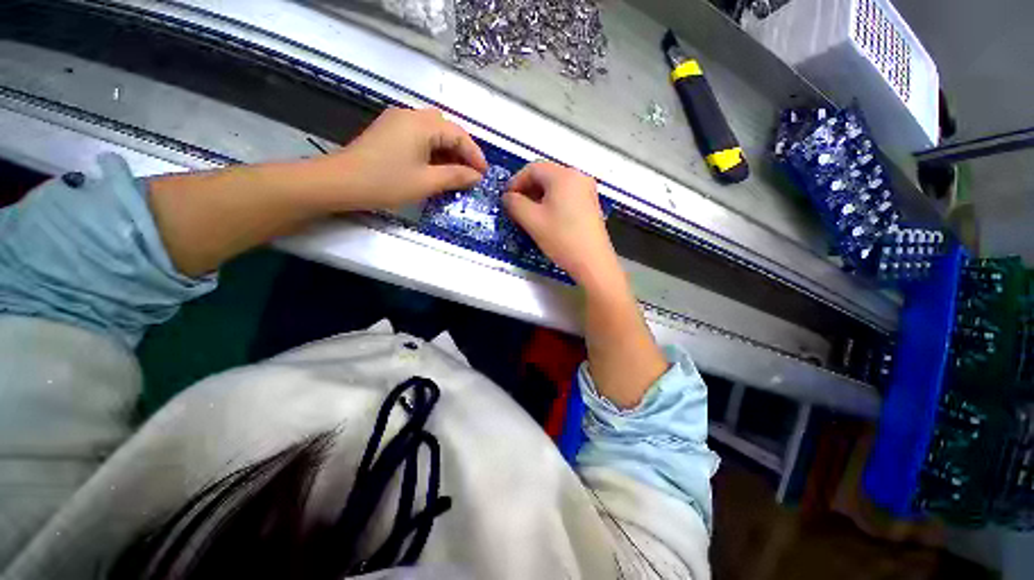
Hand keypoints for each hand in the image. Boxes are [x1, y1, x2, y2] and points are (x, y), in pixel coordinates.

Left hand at [319, 108, 487, 210]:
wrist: (340, 182)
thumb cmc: (387, 182)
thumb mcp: (427, 182)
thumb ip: (455, 176)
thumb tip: (476, 176)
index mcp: (422, 123)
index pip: (458, 134)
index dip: (475, 155)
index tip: (484, 174)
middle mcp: (411, 115)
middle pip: (446, 129)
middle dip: (462, 151)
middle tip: (471, 173)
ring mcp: (397, 122)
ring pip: (433, 133)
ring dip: (448, 152)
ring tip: (457, 173)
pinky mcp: (389, 132)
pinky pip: (419, 137)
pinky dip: (433, 151)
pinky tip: (436, 168)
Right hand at [503, 162, 621, 289]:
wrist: (593, 262)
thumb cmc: (562, 238)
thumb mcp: (532, 221)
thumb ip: (514, 204)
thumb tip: (508, 197)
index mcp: (564, 175)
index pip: (533, 168)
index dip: (515, 182)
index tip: (506, 199)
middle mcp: (578, 176)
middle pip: (546, 175)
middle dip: (527, 189)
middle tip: (516, 207)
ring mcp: (587, 190)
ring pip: (556, 186)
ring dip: (538, 196)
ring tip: (529, 215)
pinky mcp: (591, 204)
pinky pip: (566, 195)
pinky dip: (552, 202)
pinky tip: (547, 218)